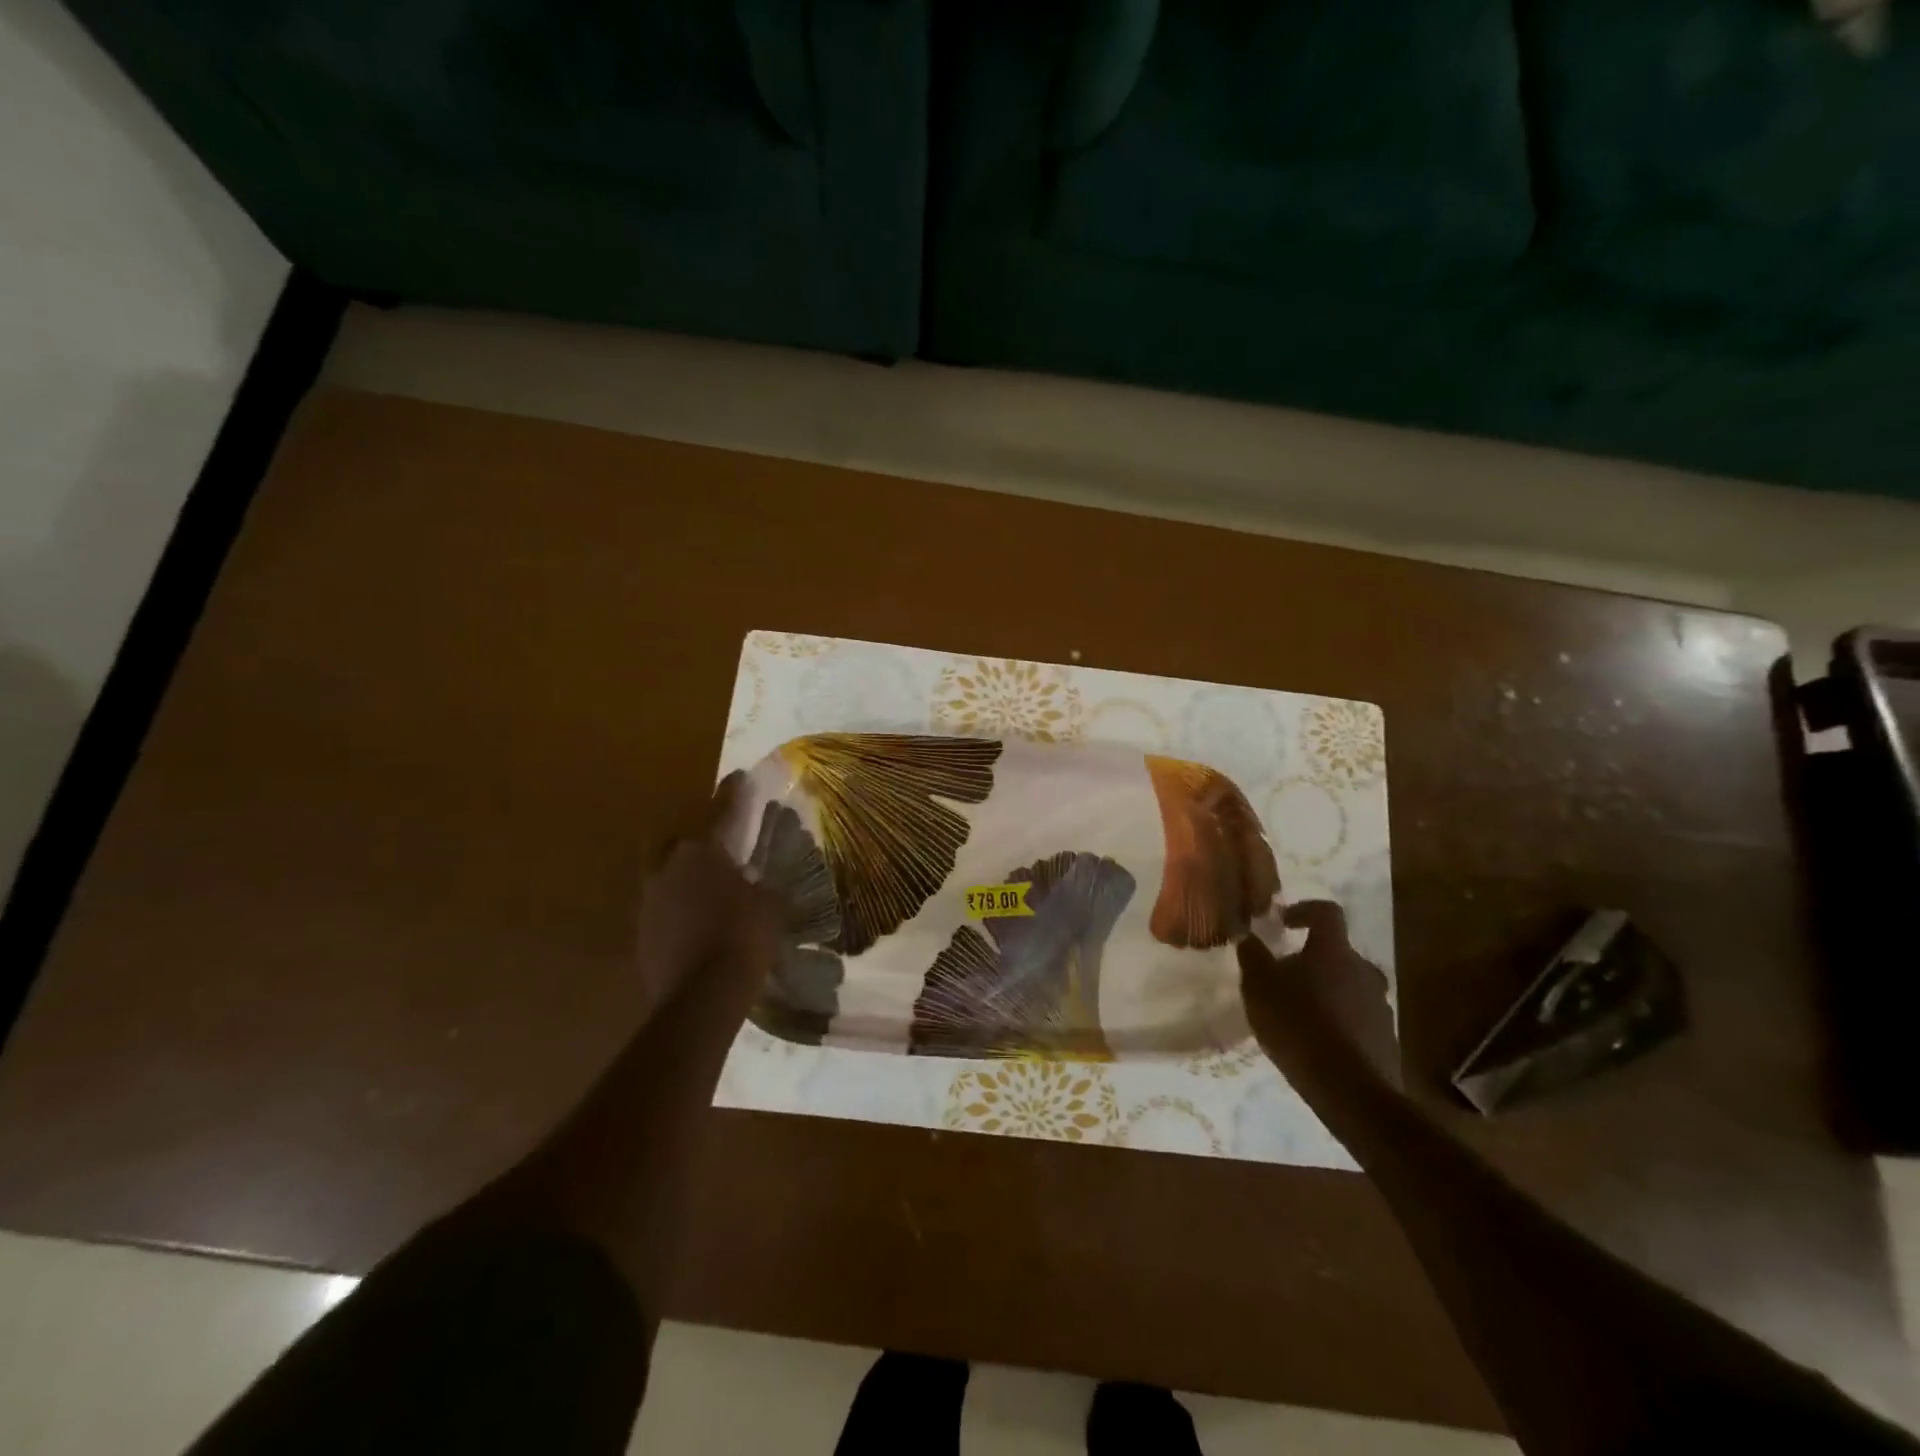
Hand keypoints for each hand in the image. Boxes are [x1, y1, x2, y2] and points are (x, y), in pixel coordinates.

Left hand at [632, 773, 778, 1025]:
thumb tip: (758, 881)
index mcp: (700, 854)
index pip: (717, 812)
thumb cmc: (744, 938)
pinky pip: (659, 904)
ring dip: (678, 867)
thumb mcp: (770, 905)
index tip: (737, 777)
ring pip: (658, 870)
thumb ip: (762, 885)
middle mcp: (667, 869)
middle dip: (687, 826)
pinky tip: (693, 914)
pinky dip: (675, 901)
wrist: (701, 997)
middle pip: (669, 834)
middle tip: (708, 830)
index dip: (729, 794)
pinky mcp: (642, 933)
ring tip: (701, 877)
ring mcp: (649, 902)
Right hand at [1238, 902, 1399, 1090]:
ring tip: (1299, 1012)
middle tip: (1286, 975)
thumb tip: (1247, 935)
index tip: (1284, 921)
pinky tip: (1317, 1040)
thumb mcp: (1259, 987)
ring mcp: (1380, 1005)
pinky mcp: (1386, 1037)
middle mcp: (1364, 970)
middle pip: (1338, 952)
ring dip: (1327, 990)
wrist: (1350, 1091)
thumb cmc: (1298, 1025)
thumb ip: (1252, 956)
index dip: (1305, 910)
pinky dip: (1338, 1019)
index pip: (1327, 912)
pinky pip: (1358, 1016)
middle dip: (1313, 958)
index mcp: (1334, 951)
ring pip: (1349, 985)